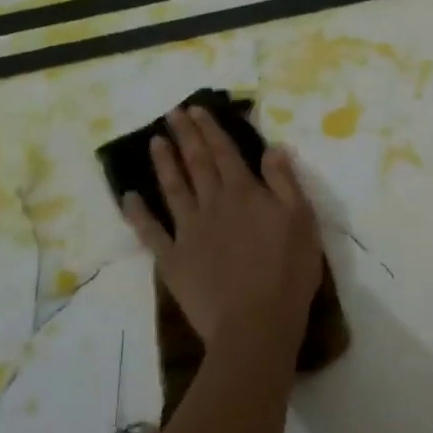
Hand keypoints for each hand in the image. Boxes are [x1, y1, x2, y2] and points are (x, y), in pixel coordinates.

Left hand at [122, 106, 323, 362]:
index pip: (225, 153)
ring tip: (155, 141)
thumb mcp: (302, 221)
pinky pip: (150, 231)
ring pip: (173, 189)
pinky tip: (129, 196)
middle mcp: (213, 204)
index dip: (211, 129)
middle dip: (185, 136)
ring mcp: (189, 231)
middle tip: (172, 113)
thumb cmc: (287, 273)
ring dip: (164, 163)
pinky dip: (138, 213)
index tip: (196, 109)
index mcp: (245, 194)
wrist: (255, 324)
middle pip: (197, 164)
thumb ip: (285, 183)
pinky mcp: (172, 259)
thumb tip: (273, 148)